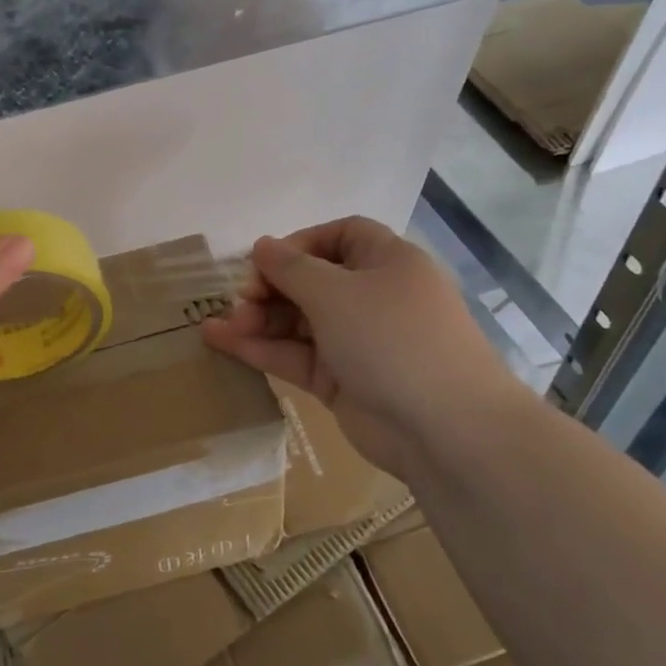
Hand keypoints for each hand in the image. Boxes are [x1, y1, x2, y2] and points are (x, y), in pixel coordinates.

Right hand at [201, 216, 524, 474]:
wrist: (446, 430)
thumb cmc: (392, 338)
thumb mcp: (335, 292)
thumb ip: (290, 267)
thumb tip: (262, 245)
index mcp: (387, 262)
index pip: (340, 236)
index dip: (300, 242)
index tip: (265, 259)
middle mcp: (374, 298)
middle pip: (313, 280)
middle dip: (272, 286)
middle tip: (240, 300)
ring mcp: (358, 341)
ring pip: (299, 320)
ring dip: (260, 318)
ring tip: (224, 324)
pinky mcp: (342, 380)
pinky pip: (296, 355)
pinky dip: (261, 348)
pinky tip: (220, 341)